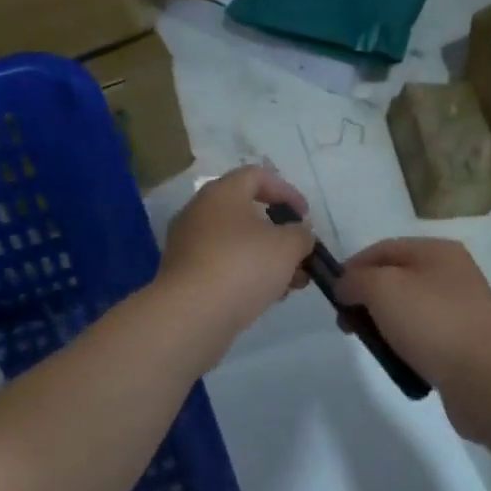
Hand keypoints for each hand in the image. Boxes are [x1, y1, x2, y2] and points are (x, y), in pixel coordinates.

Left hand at [159, 166, 314, 353]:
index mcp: (221, 193)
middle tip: (301, 255)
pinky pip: (223, 266)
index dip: (287, 191)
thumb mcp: (288, 246)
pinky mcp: (185, 276)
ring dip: (267, 259)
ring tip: (292, 283)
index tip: (305, 217)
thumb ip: (301, 234)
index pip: (257, 176)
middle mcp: (199, 212)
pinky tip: (266, 296)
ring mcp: (188, 245)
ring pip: (236, 244)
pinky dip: (247, 275)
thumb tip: (298, 234)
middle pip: (246, 213)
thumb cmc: (243, 266)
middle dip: (279, 234)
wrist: (191, 315)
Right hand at [334, 238, 490, 440]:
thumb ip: (356, 280)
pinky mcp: (464, 340)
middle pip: (395, 278)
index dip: (352, 268)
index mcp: (437, 251)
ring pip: (407, 308)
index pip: (382, 249)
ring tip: (372, 345)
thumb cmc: (431, 323)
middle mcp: (452, 273)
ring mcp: (461, 308)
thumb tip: (347, 286)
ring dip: (383, 323)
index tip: (333, 297)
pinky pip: (423, 334)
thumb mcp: (382, 288)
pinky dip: (405, 343)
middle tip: (348, 325)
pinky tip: (398, 359)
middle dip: (365, 298)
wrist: (485, 377)